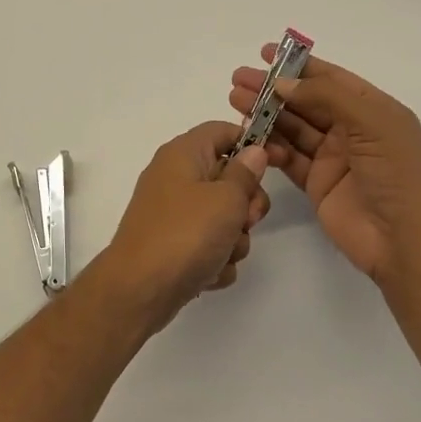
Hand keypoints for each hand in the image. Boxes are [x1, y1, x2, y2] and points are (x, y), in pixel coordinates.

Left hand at [88, 123, 271, 334]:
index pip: (223, 131)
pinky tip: (208, 272)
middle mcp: (175, 177)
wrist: (140, 290)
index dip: (253, 143)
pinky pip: (209, 245)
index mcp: (183, 154)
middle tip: (245, 221)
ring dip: (233, 239)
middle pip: (229, 178)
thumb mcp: (226, 198)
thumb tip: (253, 151)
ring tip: (221, 253)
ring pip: (223, 217)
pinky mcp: (174, 245)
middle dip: (246, 204)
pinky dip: (215, 259)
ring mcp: (174, 213)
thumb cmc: (186, 234)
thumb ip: (245, 173)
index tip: (280, 163)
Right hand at [229, 48, 420, 283]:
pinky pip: (289, 160)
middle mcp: (351, 130)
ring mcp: (333, 158)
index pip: (330, 78)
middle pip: (305, 102)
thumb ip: (326, 96)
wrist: (407, 239)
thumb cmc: (397, 172)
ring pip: (293, 129)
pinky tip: (253, 141)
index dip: (298, 65)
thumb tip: (282, 83)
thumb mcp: (370, 121)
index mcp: (371, 109)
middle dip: (273, 90)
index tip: (264, 53)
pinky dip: (271, 149)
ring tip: (235, 103)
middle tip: (239, 80)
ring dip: (266, 115)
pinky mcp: (318, 185)